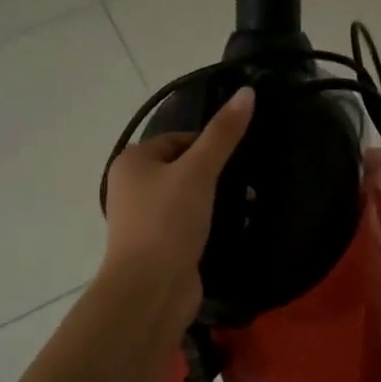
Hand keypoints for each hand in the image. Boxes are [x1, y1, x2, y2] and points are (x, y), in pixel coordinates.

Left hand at [101, 87, 254, 324]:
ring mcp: (145, 220)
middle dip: (216, 174)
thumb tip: (248, 91)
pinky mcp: (160, 246)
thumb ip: (223, 133)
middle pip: (184, 167)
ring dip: (215, 200)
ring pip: (188, 197)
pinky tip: (231, 229)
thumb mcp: (199, 171)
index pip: (179, 139)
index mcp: (133, 162)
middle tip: (247, 182)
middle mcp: (132, 187)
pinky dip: (209, 223)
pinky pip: (188, 224)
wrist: (150, 290)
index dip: (210, 144)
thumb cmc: (168, 222)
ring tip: (247, 205)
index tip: (237, 158)